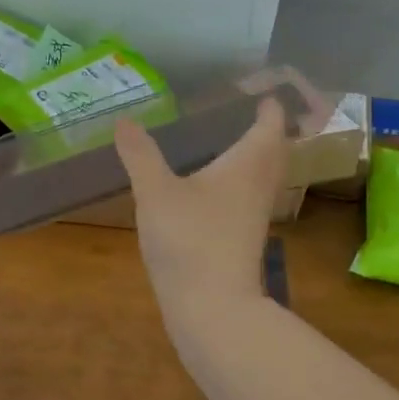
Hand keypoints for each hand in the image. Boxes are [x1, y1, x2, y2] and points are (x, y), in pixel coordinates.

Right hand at [115, 98, 287, 320]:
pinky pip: (247, 200)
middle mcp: (258, 187)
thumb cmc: (190, 239)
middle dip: (267, 132)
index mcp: (247, 164)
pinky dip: (238, 185)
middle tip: (251, 116)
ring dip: (254, 159)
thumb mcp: (155, 191)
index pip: (269, 125)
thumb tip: (123, 120)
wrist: (212, 307)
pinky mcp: (242, 241)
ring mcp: (253, 217)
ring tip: (230, 147)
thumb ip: (140, 154)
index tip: (262, 92)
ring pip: (262, 178)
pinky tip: (212, 192)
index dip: (269, 106)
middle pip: (274, 152)